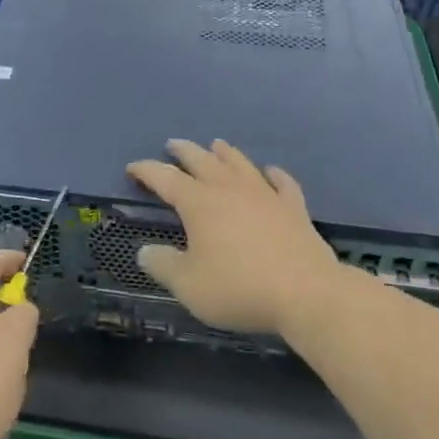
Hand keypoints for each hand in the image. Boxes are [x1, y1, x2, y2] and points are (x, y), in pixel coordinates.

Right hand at [127, 139, 343, 336]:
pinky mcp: (293, 208)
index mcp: (199, 203)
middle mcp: (230, 189)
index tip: (132, 167)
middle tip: (173, 144)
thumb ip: (163, 266)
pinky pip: (282, 182)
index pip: (165, 178)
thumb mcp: (188, 285)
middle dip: (184, 152)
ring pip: (240, 164)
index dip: (146, 170)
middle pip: (203, 161)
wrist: (305, 293)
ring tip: (216, 145)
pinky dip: (274, 174)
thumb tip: (143, 250)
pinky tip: (271, 171)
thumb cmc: (238, 288)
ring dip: (225, 153)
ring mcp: (265, 195)